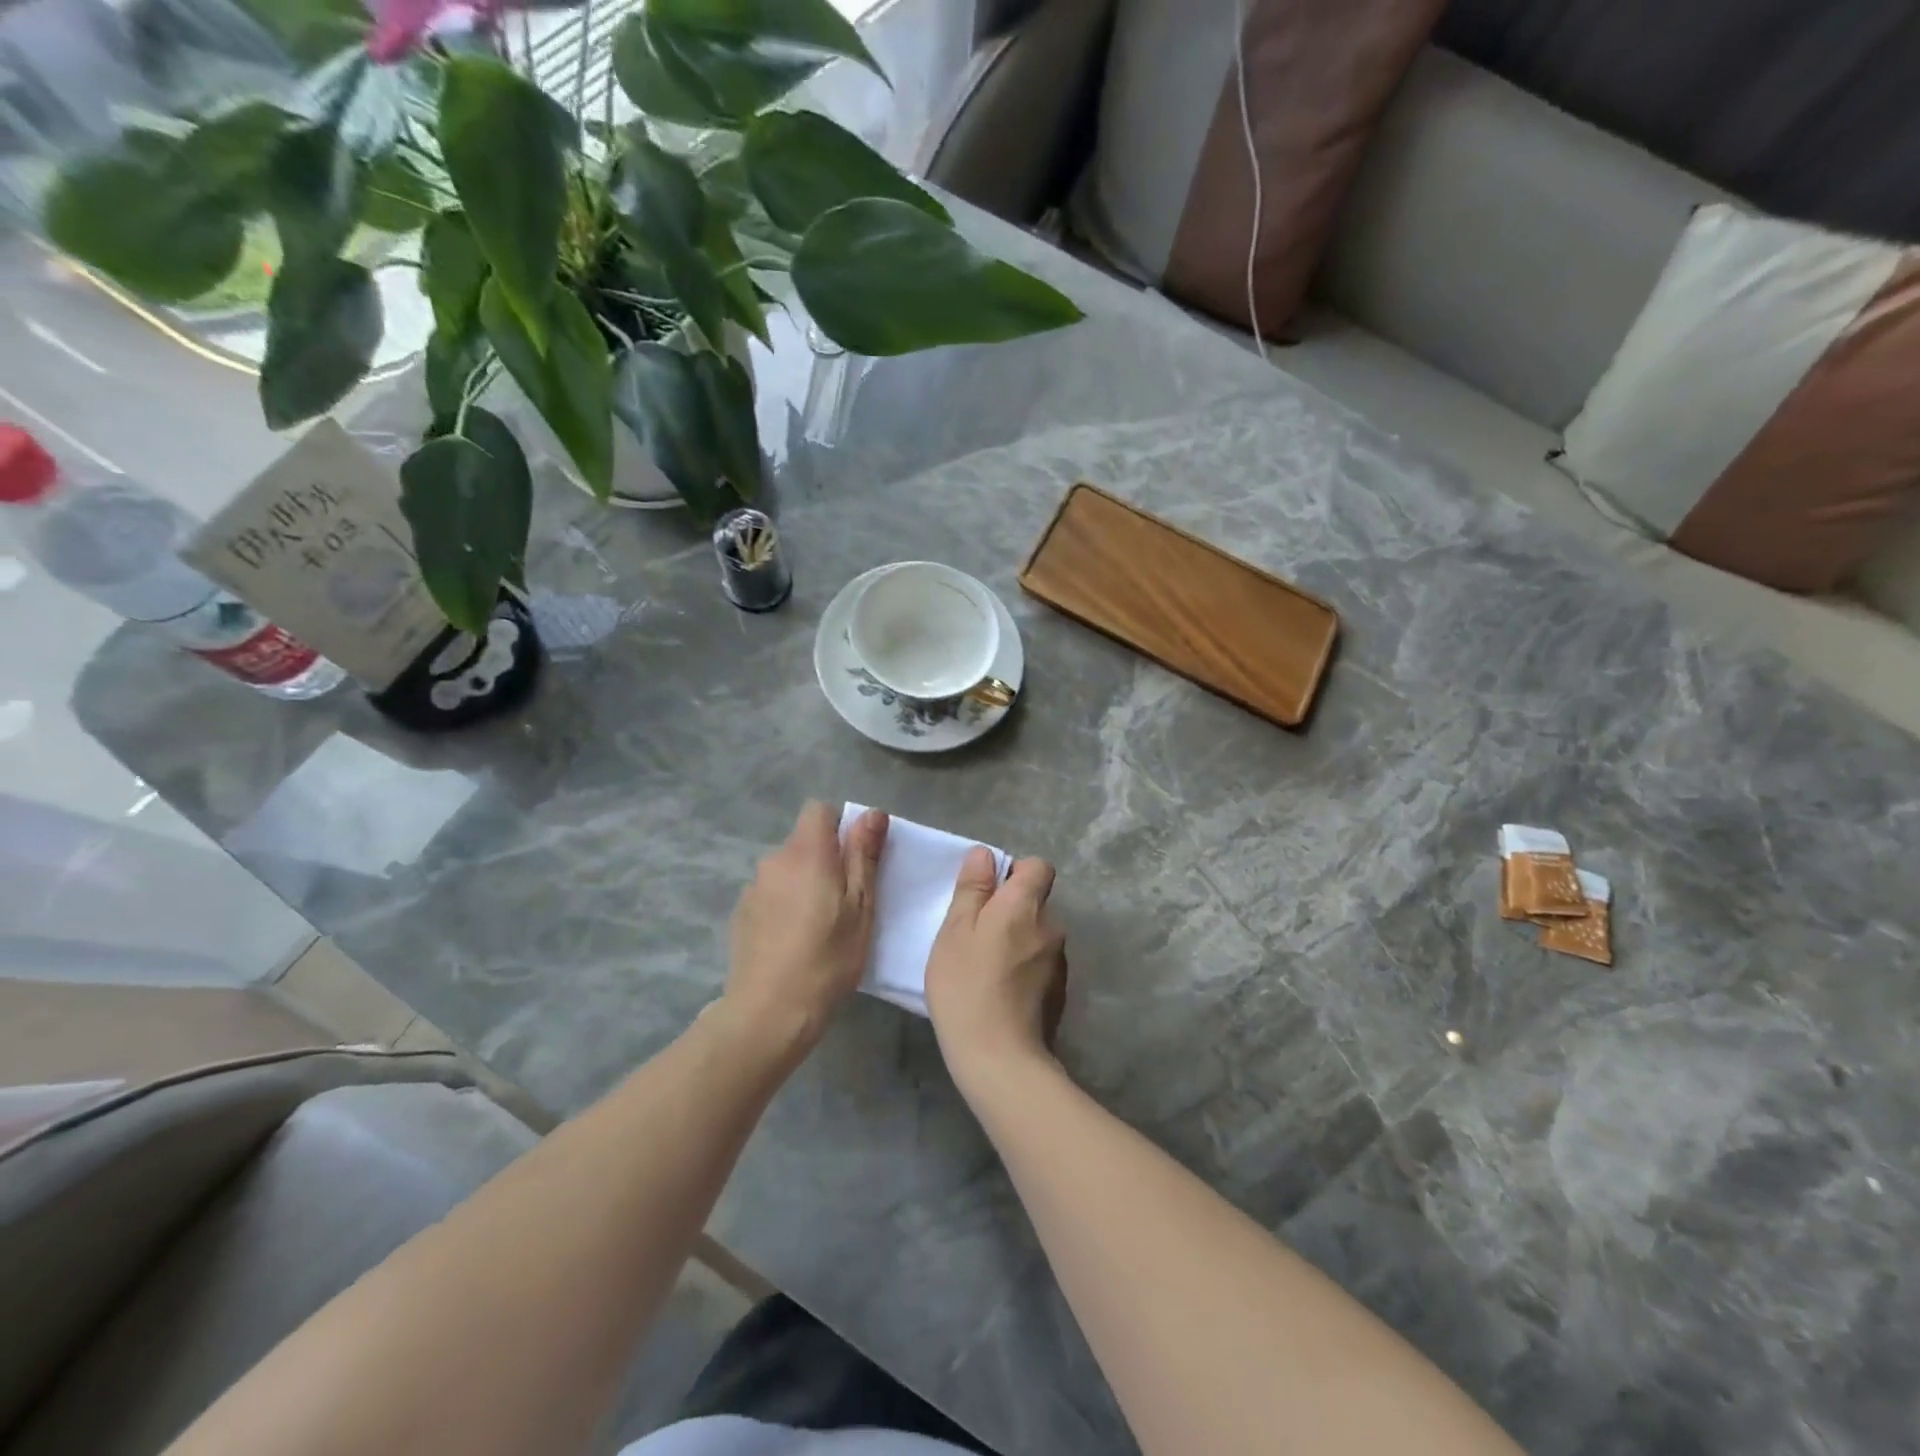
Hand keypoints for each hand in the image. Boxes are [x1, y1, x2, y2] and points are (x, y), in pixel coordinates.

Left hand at [724, 802, 887, 1053]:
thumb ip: (864, 855)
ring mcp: (753, 887)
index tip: (854, 860)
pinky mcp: (741, 913)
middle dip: (825, 859)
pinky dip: (784, 904)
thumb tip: (872, 813)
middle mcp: (774, 860)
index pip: (819, 810)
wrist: (769, 1011)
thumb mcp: (861, 907)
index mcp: (806, 853)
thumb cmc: (828, 957)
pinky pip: (770, 893)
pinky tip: (792, 939)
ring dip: (803, 883)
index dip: (840, 826)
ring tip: (817, 925)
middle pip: (803, 841)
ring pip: (787, 869)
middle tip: (845, 901)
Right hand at [924, 848, 1067, 1092]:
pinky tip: (1000, 992)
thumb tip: (984, 855)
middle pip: (1035, 902)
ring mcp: (1059, 961)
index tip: (988, 893)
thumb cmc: (966, 986)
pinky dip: (1024, 968)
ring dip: (1017, 940)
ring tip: (984, 968)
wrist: (1000, 1058)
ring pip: (1037, 934)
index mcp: (1026, 905)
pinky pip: (1040, 963)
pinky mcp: (1059, 991)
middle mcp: (1051, 926)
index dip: (1014, 872)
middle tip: (974, 935)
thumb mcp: (955, 931)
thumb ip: (972, 889)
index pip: (1038, 867)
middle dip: (1010, 910)